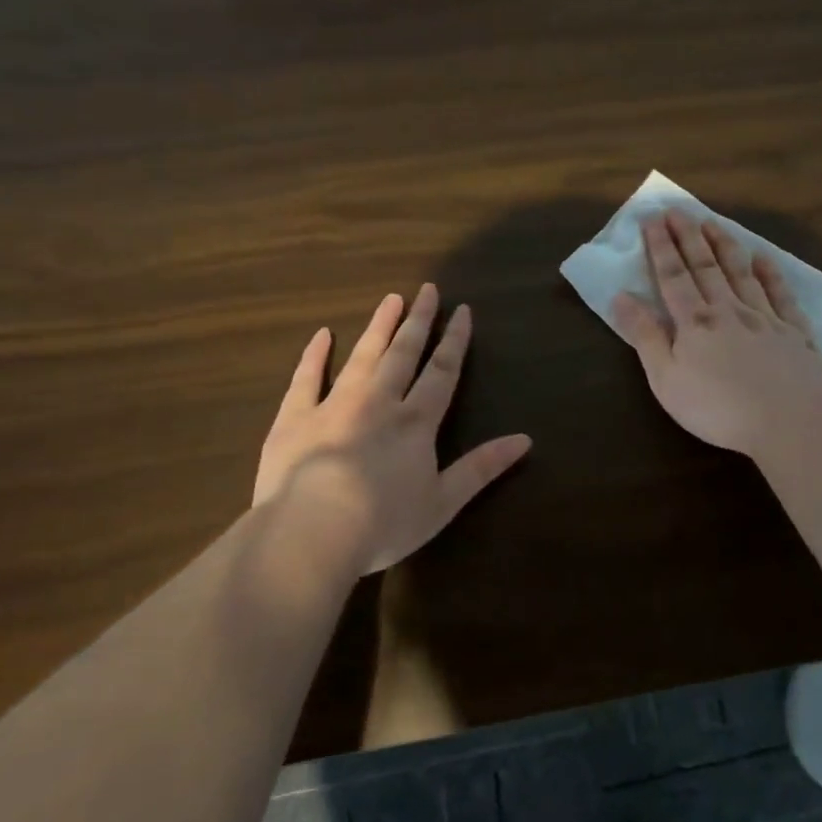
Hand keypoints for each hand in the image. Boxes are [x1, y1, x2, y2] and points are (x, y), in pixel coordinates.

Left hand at [255, 285, 531, 573]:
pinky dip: (315, 355)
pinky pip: (306, 378)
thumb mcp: (443, 502)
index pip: (442, 372)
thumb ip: (482, 468)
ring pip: (362, 356)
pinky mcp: (295, 417)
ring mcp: (334, 405)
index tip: (462, 311)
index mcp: (416, 422)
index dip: (454, 341)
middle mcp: (379, 402)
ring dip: (378, 327)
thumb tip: (525, 439)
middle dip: (418, 321)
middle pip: (403, 353)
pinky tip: (323, 334)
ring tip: (390, 299)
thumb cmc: (384, 523)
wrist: (312, 532)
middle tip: (427, 289)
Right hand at [612, 210, 821, 455]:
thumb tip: (621, 297)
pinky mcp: (794, 333)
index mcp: (694, 323)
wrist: (786, 421)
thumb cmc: (715, 407)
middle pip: (705, 267)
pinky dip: (771, 274)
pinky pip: (781, 295)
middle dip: (689, 236)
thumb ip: (645, 337)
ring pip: (741, 273)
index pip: (673, 276)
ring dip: (725, 246)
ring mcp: (765, 319)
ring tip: (713, 222)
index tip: (652, 218)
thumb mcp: (665, 379)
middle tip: (678, 209)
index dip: (660, 247)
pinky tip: (764, 259)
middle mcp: (728, 310)